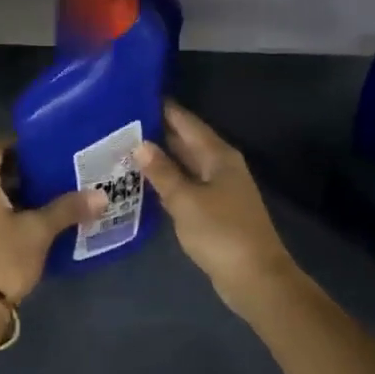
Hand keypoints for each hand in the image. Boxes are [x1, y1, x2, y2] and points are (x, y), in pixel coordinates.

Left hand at [0, 135, 103, 306]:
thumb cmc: (4, 258)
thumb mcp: (40, 231)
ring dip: (4, 195)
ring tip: (35, 203)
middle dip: (14, 171)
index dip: (14, 142)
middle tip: (46, 177)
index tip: (39, 150)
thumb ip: (68, 209)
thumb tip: (101, 196)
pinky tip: (15, 229)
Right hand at [135, 102, 295, 312]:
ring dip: (160, 159)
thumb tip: (140, 145)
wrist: (255, 277)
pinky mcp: (214, 211)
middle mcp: (221, 166)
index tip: (134, 96)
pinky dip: (167, 182)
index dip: (163, 109)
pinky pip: (186, 186)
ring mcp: (219, 189)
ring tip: (124, 150)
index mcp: (218, 155)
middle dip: (157, 133)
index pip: (186, 122)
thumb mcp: (186, 200)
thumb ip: (162, 172)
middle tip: (119, 125)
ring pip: (185, 165)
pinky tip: (144, 183)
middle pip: (186, 142)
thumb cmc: (221, 233)